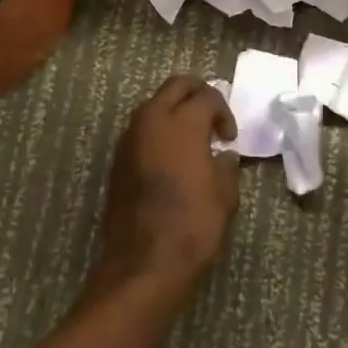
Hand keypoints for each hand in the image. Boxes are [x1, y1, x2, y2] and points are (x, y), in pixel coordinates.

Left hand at [98, 75, 240, 287]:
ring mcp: (130, 137)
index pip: (207, 96)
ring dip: (173, 110)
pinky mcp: (117, 158)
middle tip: (211, 116)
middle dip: (196, 93)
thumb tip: (223, 156)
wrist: (144, 261)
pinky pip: (140, 129)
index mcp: (183, 122)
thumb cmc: (193, 225)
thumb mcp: (225, 195)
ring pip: (153, 104)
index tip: (229, 138)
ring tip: (191, 137)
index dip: (224, 112)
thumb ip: (226, 167)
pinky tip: (170, 157)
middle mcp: (152, 119)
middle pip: (175, 86)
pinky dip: (157, 131)